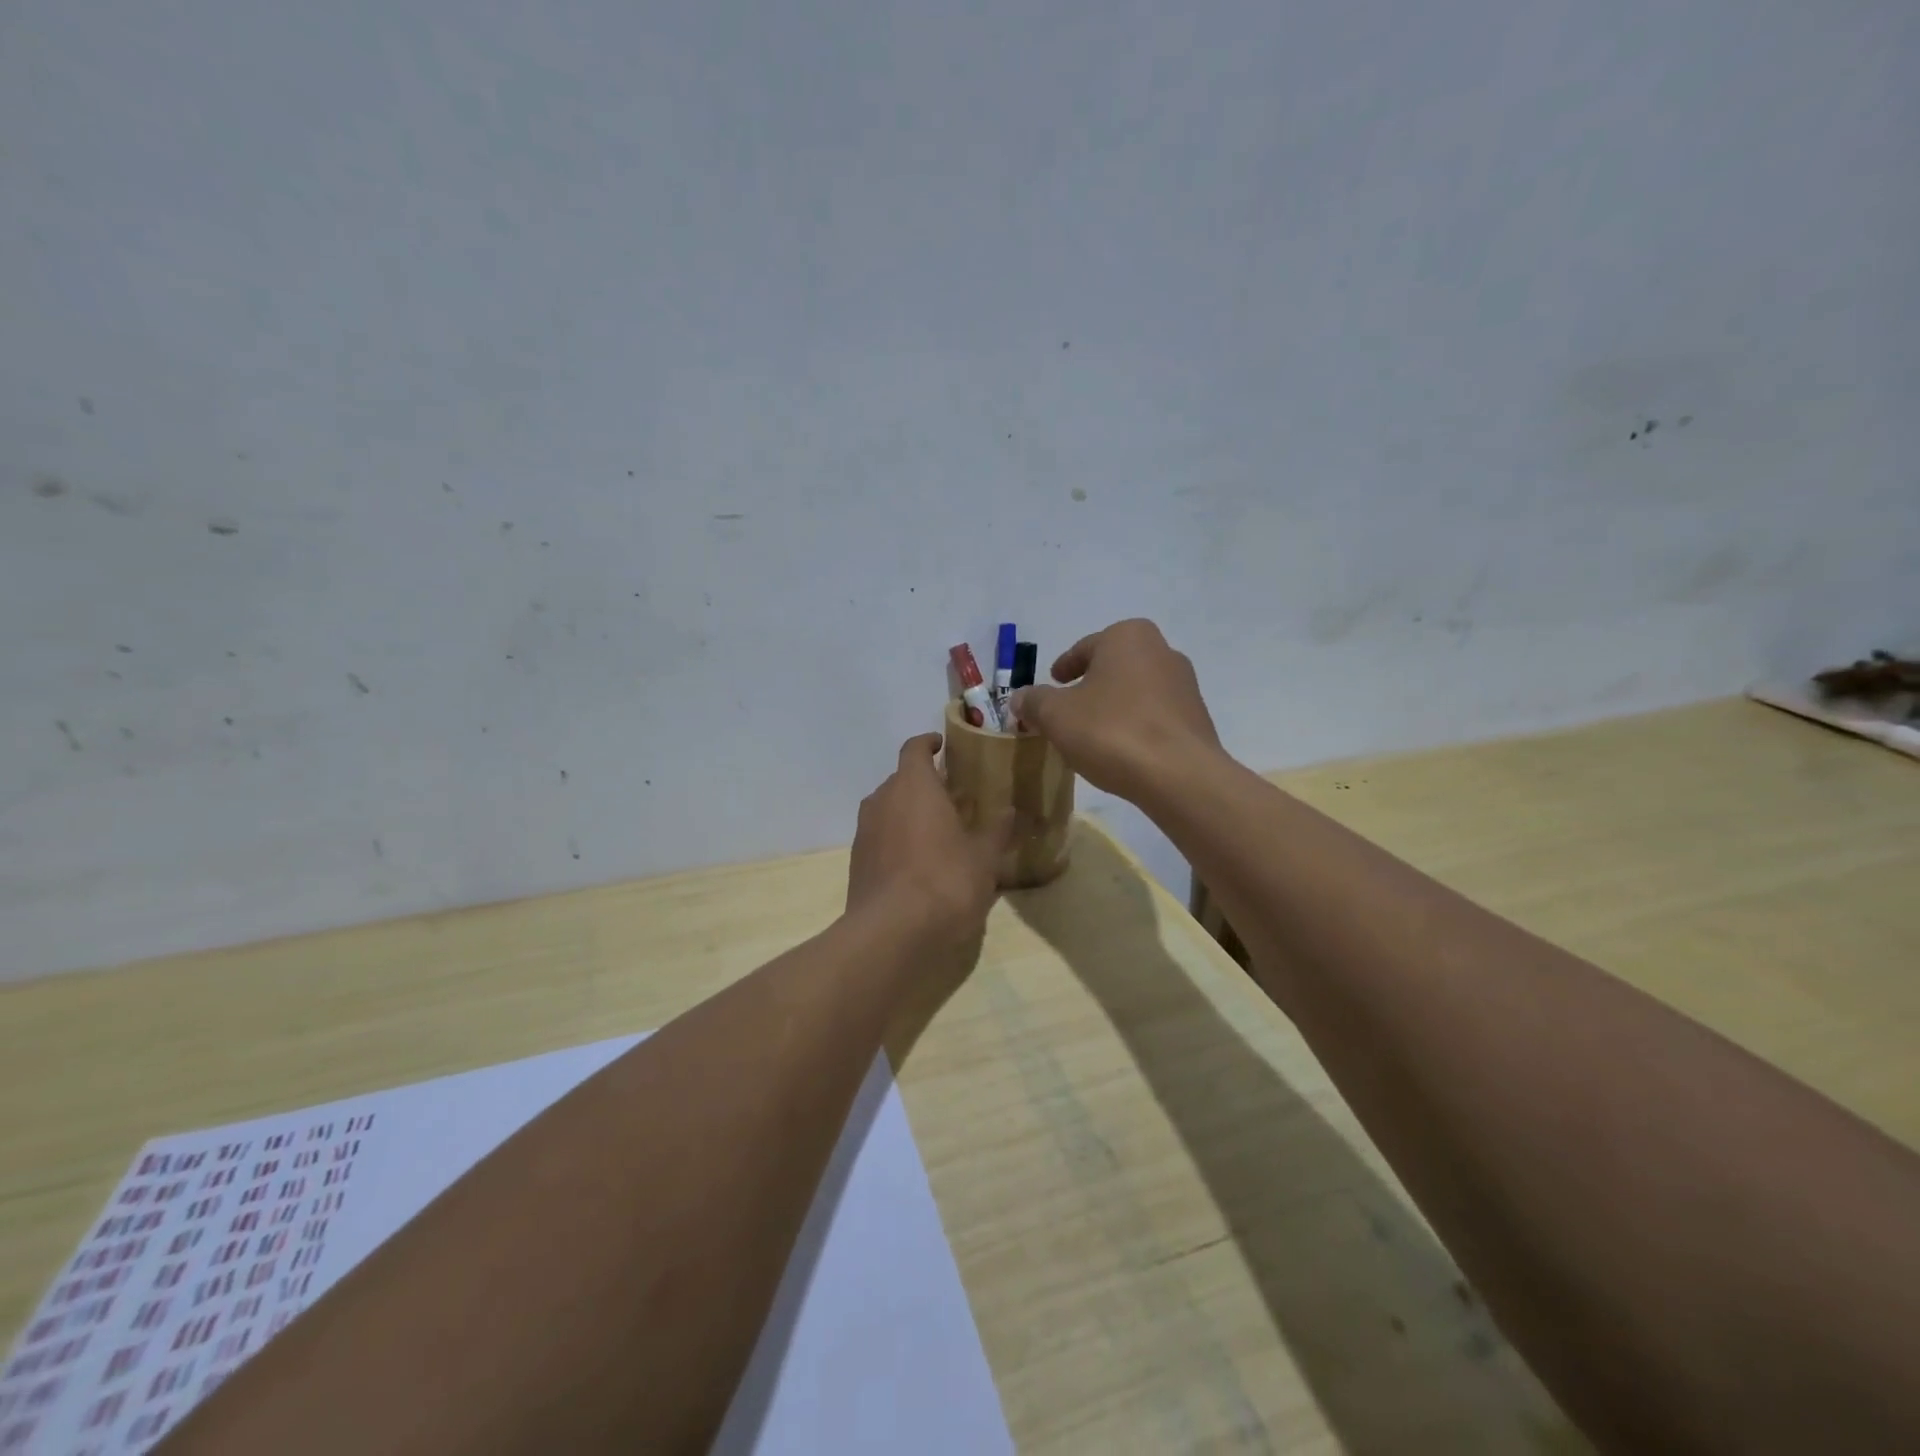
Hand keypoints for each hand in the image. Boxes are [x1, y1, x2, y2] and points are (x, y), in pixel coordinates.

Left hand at [847, 735, 1012, 954]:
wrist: (891, 932)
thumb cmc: (945, 881)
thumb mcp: (984, 857)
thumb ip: (997, 830)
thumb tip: (1011, 810)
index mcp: (913, 785)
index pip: (914, 748)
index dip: (928, 743)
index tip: (943, 745)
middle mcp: (882, 799)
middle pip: (901, 778)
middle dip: (924, 783)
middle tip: (953, 797)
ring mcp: (865, 830)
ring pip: (888, 808)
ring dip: (909, 811)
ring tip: (937, 829)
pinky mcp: (857, 860)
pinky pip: (880, 836)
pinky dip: (897, 838)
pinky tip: (918, 862)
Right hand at [1009, 618, 1224, 803]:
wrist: (1178, 776)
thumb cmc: (1111, 731)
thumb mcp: (1056, 716)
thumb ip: (1034, 701)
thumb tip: (1020, 698)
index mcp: (1128, 637)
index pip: (1085, 647)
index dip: (1064, 666)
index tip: (1053, 683)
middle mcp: (1162, 651)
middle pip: (1113, 667)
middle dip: (1090, 685)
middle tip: (1068, 709)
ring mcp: (1185, 685)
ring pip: (1136, 691)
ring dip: (1114, 707)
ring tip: (1093, 734)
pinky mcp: (1197, 719)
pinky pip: (1154, 716)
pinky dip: (1135, 726)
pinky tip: (1121, 751)